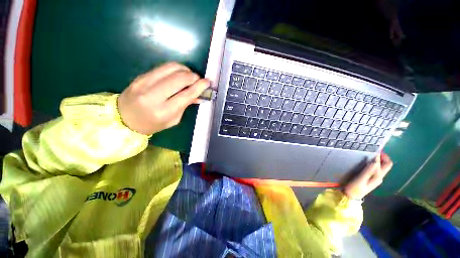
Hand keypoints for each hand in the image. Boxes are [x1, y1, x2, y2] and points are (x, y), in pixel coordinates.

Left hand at [117, 62, 208, 134]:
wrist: (124, 118)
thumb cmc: (152, 123)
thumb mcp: (173, 119)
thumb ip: (186, 105)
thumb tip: (198, 95)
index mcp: (164, 111)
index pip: (186, 94)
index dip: (200, 86)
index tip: (207, 82)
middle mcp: (153, 95)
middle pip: (180, 78)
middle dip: (193, 76)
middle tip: (198, 80)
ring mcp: (145, 83)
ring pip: (171, 68)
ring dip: (185, 70)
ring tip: (189, 76)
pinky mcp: (141, 76)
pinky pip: (163, 67)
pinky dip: (175, 68)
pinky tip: (179, 74)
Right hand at [343, 153, 392, 199]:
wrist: (350, 197)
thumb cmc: (355, 188)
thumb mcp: (361, 179)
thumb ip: (369, 170)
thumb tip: (376, 159)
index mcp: (378, 177)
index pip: (386, 164)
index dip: (383, 156)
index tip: (375, 148)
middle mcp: (379, 177)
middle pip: (386, 165)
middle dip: (382, 157)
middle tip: (373, 150)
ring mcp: (374, 178)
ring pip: (380, 167)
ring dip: (377, 160)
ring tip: (368, 154)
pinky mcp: (369, 178)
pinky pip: (374, 169)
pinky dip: (372, 163)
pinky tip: (365, 161)